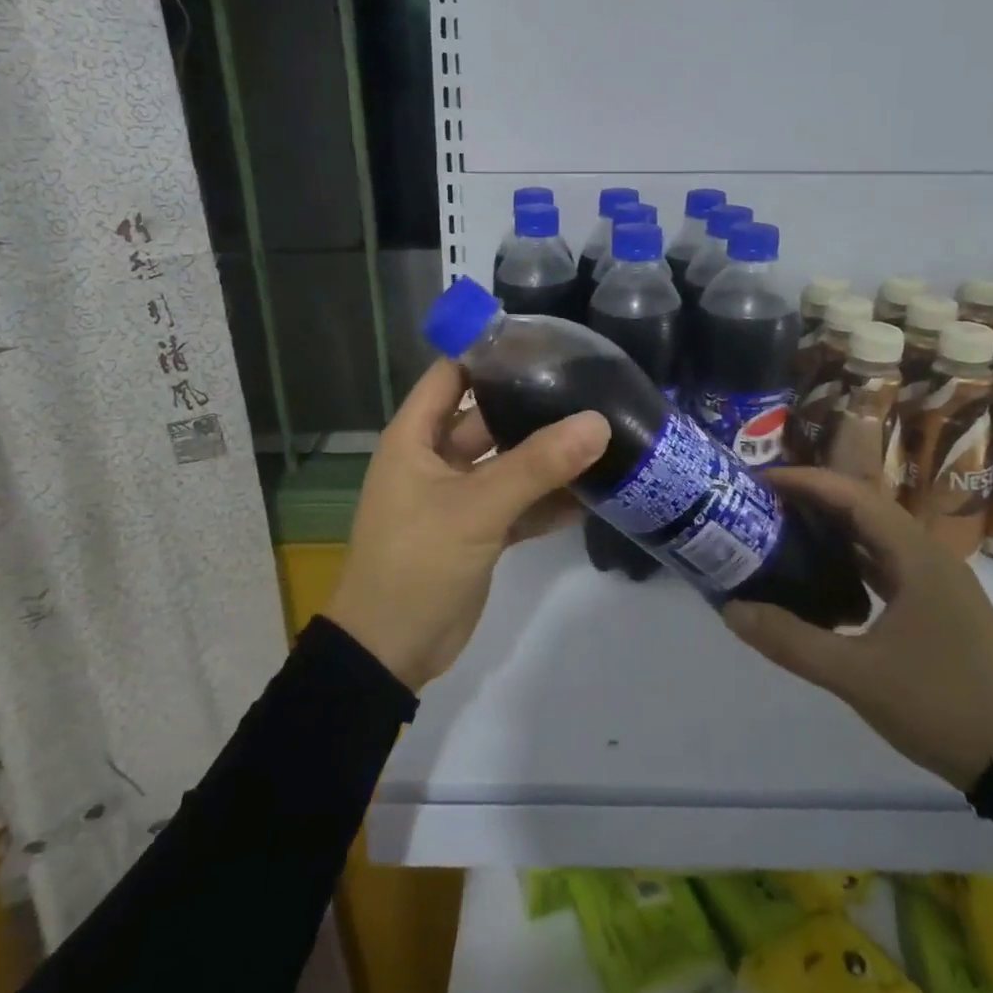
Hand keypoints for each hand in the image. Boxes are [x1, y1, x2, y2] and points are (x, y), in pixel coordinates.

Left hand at [326, 359, 609, 690]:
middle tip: (589, 387)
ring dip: (547, 455)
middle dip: (532, 404)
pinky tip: (594, 491)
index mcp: (416, 437)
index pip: (452, 374)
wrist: (390, 652)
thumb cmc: (416, 562)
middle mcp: (436, 458)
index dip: (490, 353)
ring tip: (602, 432)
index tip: (544, 341)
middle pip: (488, 416)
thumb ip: (537, 466)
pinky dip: (548, 499)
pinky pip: (518, 503)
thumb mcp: (476, 508)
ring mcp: (459, 496)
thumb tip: (597, 423)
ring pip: (508, 462)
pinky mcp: (479, 531)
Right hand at [722, 468, 992, 790]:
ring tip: (783, 530)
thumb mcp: (856, 676)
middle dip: (814, 499)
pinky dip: (851, 558)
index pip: (854, 496)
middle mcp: (929, 556)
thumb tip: (732, 610)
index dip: (807, 481)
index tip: (762, 481)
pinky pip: (886, 563)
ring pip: (877, 535)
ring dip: (832, 527)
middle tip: (764, 503)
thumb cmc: (939, 705)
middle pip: (864, 508)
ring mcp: (937, 581)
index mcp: (916, 557)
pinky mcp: (938, 605)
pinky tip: (822, 575)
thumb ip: (791, 640)